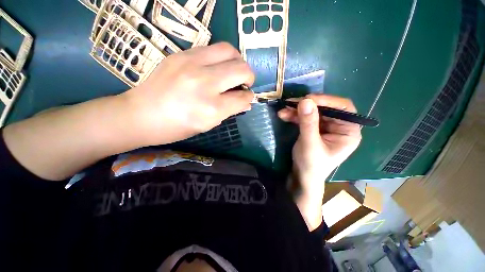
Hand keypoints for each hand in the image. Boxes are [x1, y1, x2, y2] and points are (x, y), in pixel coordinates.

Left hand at [123, 42, 254, 145]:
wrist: (140, 115)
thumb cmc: (177, 127)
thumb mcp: (208, 125)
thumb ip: (229, 111)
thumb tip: (246, 102)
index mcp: (212, 108)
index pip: (243, 97)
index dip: (248, 97)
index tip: (246, 97)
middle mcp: (205, 83)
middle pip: (241, 69)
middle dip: (249, 76)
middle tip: (244, 83)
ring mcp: (192, 64)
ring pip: (229, 51)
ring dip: (237, 62)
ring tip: (232, 72)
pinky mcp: (182, 54)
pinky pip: (212, 49)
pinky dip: (221, 58)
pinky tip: (215, 68)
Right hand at [278, 94, 361, 229]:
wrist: (302, 176)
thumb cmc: (311, 164)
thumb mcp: (310, 144)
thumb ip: (308, 123)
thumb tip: (305, 100)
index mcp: (348, 131)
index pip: (343, 108)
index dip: (327, 100)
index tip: (308, 99)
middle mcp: (339, 126)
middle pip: (325, 108)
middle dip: (306, 106)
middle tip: (291, 103)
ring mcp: (325, 127)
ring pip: (312, 111)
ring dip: (297, 110)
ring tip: (283, 110)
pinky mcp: (313, 128)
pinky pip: (304, 117)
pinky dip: (294, 116)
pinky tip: (284, 115)